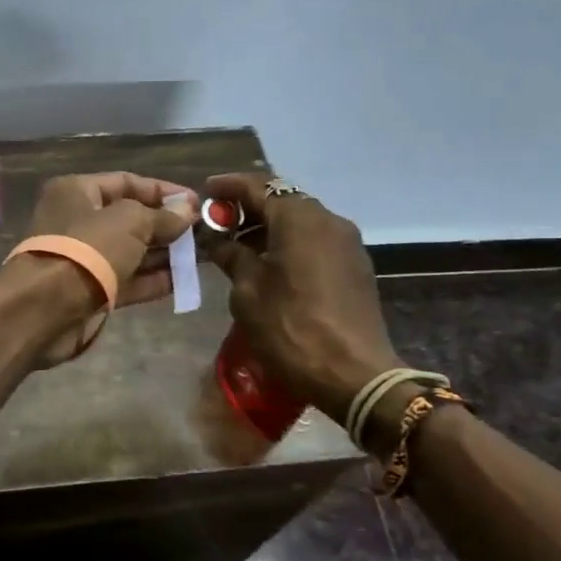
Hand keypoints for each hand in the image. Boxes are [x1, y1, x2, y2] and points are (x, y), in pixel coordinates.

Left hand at [13, 172, 197, 362]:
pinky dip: (153, 280)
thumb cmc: (87, 250)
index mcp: (77, 192)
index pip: (126, 182)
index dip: (162, 191)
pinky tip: (183, 280)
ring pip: (131, 251)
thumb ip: (161, 215)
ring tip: (203, 256)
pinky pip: (127, 280)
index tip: (197, 202)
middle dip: (166, 225)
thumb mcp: (130, 222)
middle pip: (129, 218)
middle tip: (205, 232)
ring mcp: (83, 259)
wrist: (45, 308)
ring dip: (164, 253)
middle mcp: (78, 221)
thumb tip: (187, 209)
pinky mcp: (90, 291)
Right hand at [202, 175, 401, 418]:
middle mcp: (328, 220)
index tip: (205, 192)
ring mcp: (347, 243)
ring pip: (301, 222)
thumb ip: (233, 256)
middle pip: (283, 200)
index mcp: (299, 219)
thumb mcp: (247, 291)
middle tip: (219, 223)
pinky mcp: (355, 266)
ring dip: (269, 227)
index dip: (228, 187)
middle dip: (249, 208)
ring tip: (239, 247)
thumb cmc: (290, 328)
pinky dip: (290, 243)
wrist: (352, 374)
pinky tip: (269, 265)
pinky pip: (316, 241)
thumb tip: (220, 241)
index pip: (258, 186)